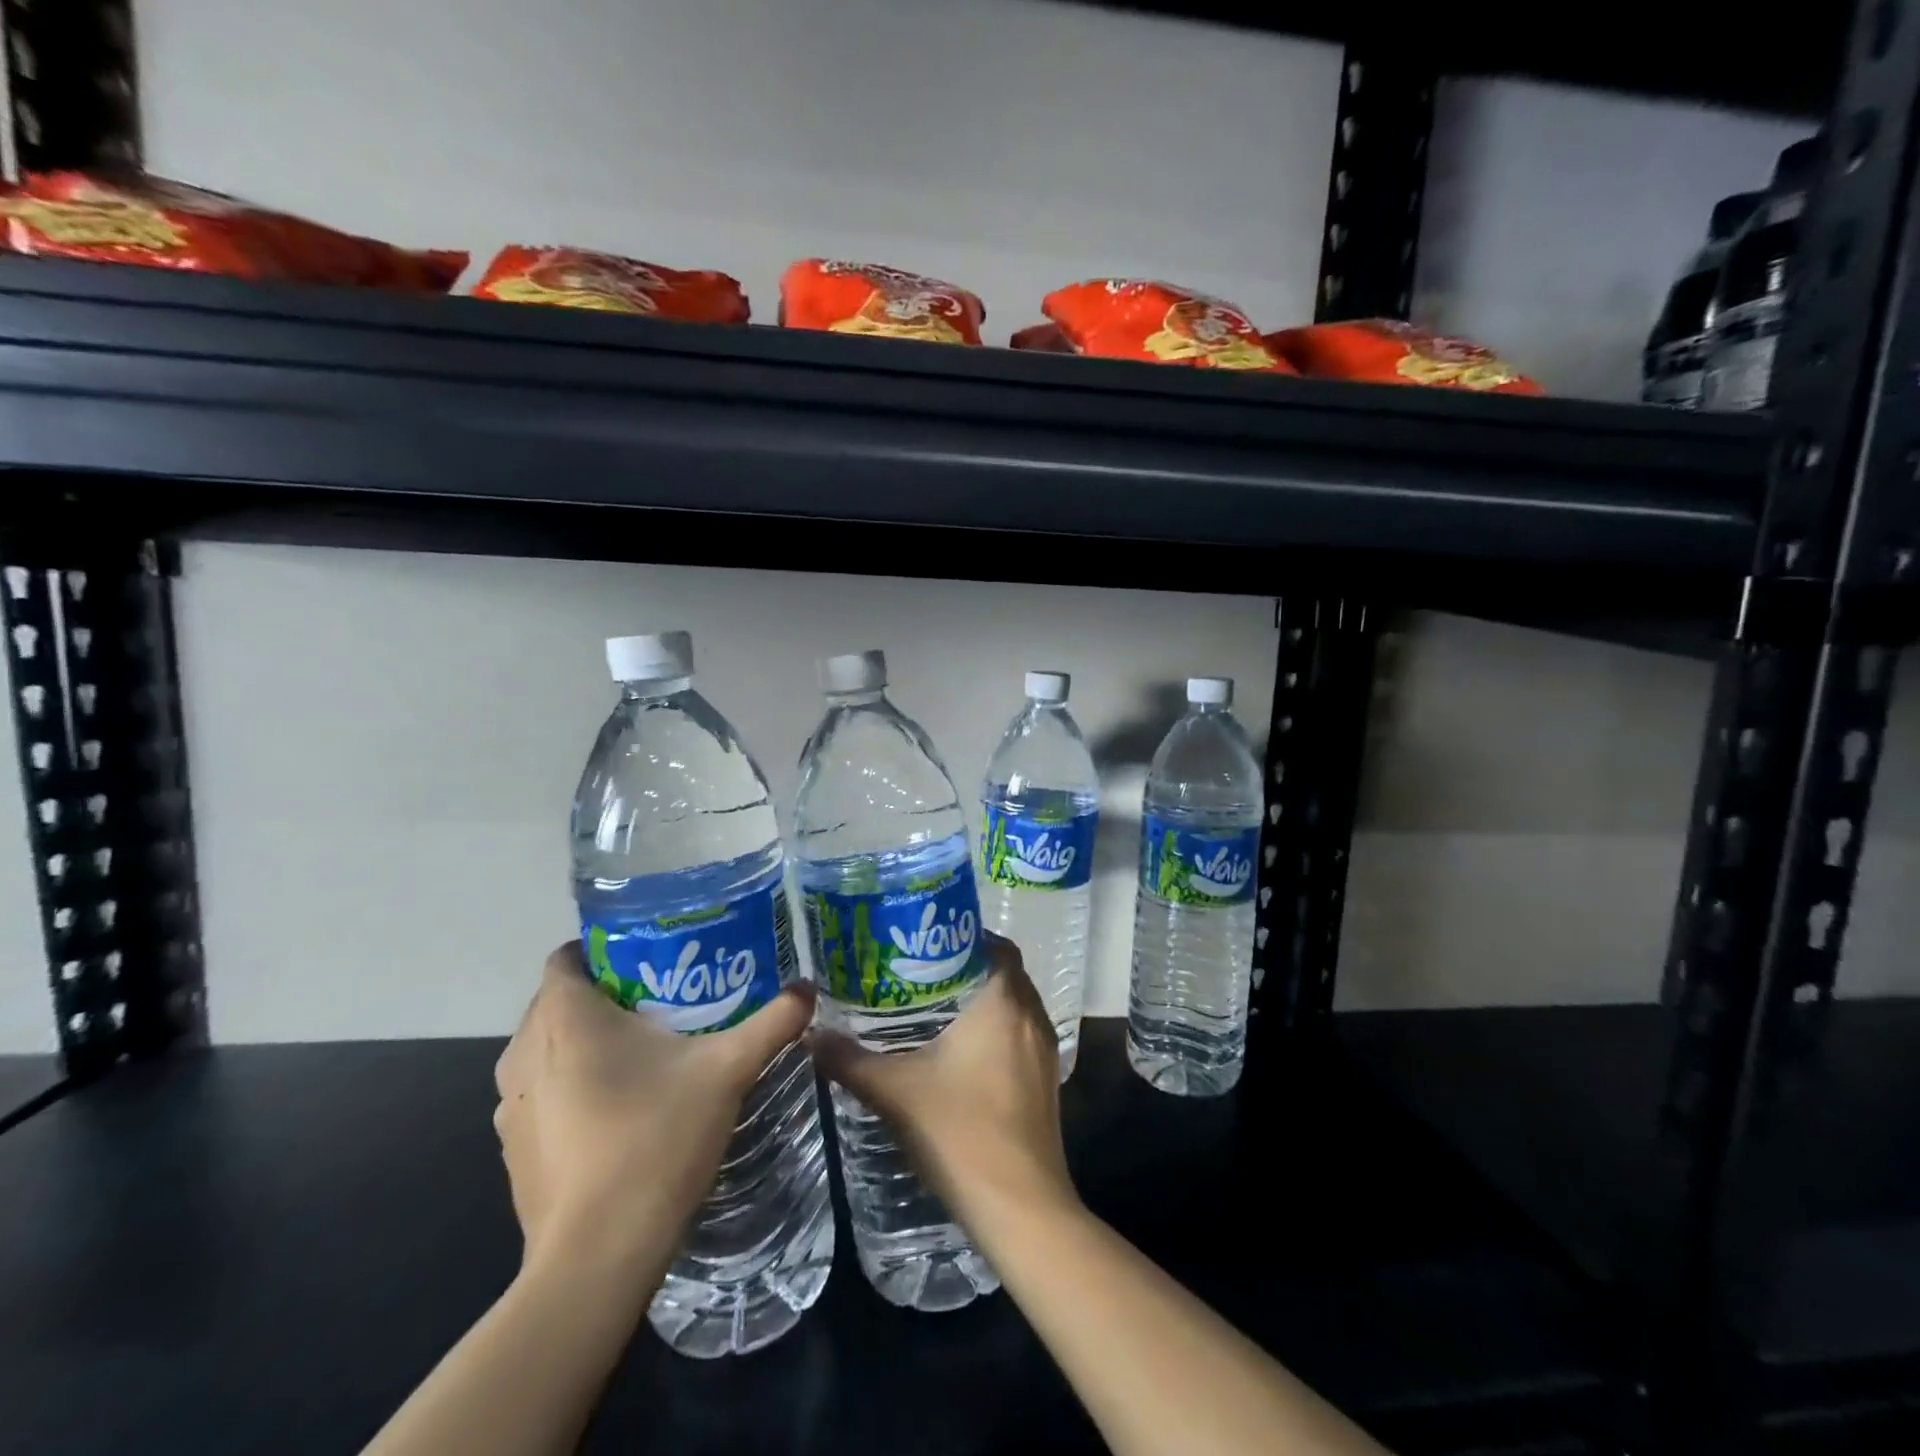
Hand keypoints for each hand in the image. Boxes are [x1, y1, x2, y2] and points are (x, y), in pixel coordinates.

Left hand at [493, 942, 814, 1286]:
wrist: (597, 1258)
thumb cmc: (656, 1139)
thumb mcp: (728, 1071)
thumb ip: (771, 1022)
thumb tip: (807, 988)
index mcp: (566, 1017)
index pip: (567, 956)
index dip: (605, 949)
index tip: (651, 959)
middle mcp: (525, 1051)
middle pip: (558, 1001)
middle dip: (604, 996)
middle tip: (662, 1002)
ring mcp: (510, 1106)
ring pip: (546, 1050)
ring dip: (584, 1045)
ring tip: (644, 1053)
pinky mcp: (512, 1150)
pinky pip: (540, 1095)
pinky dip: (570, 1088)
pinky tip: (619, 1111)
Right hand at [809, 931, 1076, 1235]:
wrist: (1020, 1207)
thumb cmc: (960, 1133)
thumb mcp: (895, 1093)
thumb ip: (851, 1060)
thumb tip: (811, 1034)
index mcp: (1003, 1003)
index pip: (995, 946)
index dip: (965, 937)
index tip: (927, 941)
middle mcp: (1031, 1017)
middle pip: (1004, 972)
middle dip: (968, 967)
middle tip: (922, 971)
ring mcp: (1044, 1051)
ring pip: (1015, 1005)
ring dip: (984, 999)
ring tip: (936, 1005)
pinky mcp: (1046, 1082)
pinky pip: (1021, 1035)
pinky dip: (997, 1029)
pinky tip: (961, 1051)